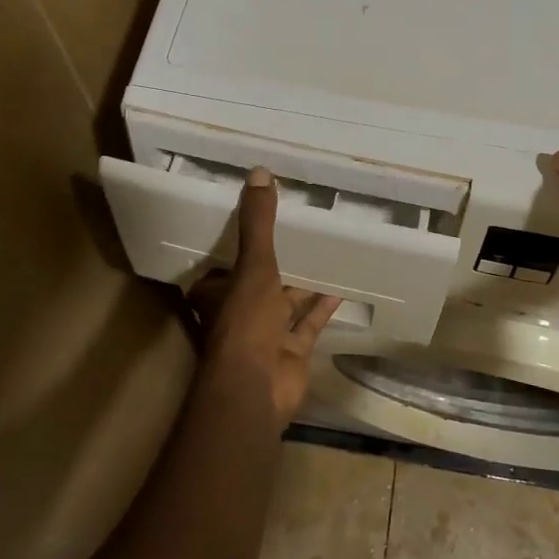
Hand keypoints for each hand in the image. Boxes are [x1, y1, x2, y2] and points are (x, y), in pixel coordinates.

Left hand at [188, 168, 341, 421]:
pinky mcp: (291, 350)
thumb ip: (258, 222)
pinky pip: (309, 322)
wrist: (257, 387)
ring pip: (286, 301)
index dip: (236, 243)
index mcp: (217, 292)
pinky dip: (323, 306)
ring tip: (326, 252)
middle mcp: (239, 311)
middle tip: (300, 230)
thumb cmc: (245, 322)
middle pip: (258, 281)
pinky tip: (341, 285)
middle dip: (277, 262)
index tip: (257, 219)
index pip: (223, 263)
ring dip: (303, 282)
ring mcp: (266, 334)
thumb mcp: (253, 265)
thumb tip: (259, 171)